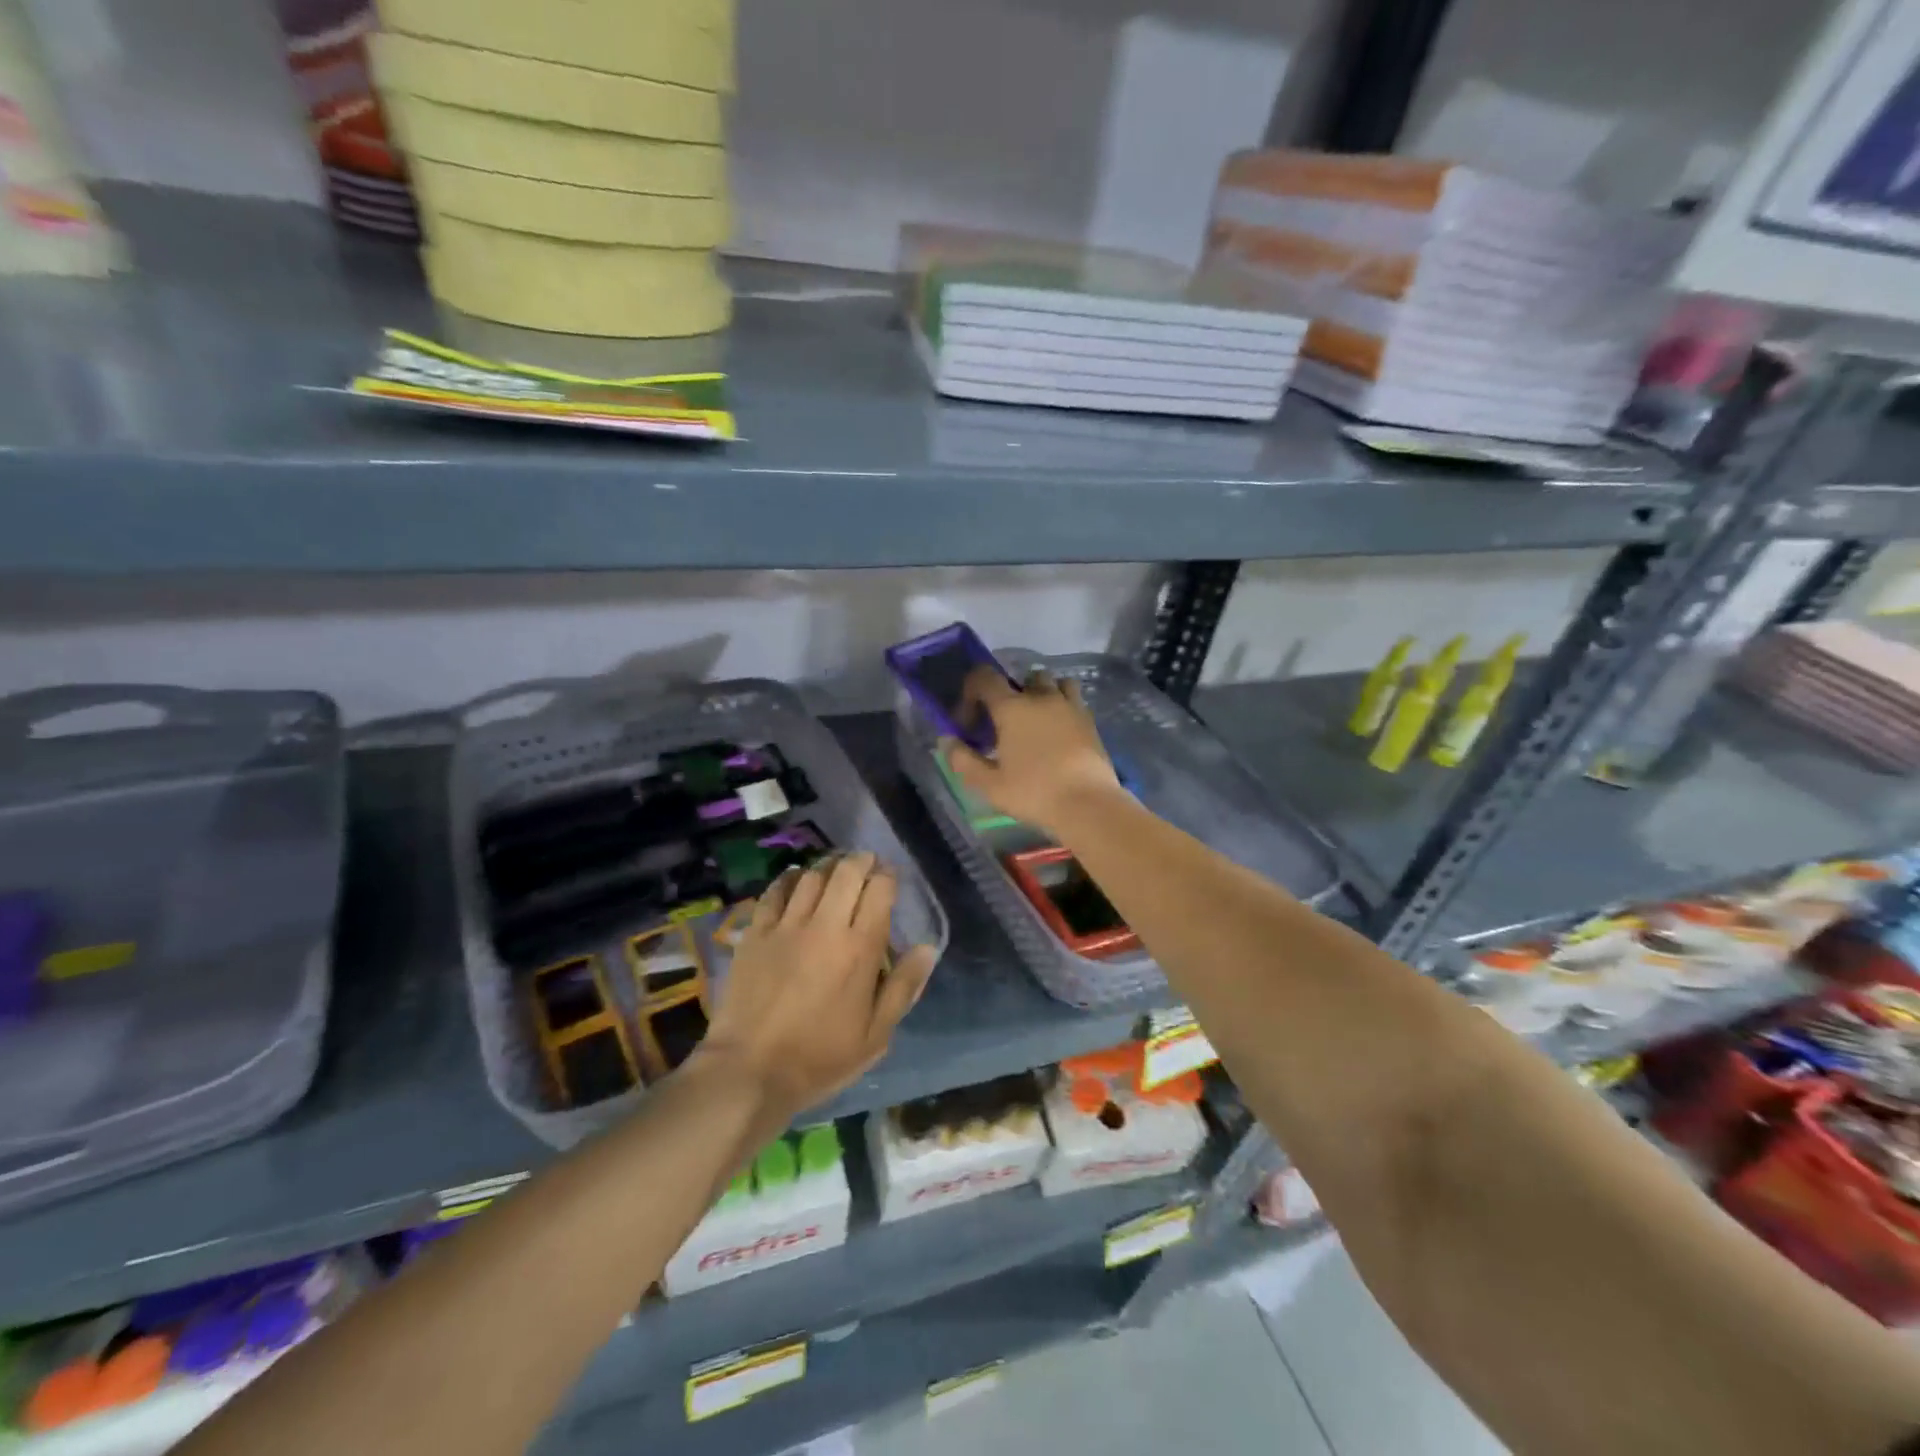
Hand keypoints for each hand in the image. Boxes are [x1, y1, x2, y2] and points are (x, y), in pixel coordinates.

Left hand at [695, 852, 935, 1121]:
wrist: (749, 1071)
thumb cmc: (819, 1058)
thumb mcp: (875, 1036)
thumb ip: (903, 987)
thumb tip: (927, 948)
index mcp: (859, 949)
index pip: (879, 891)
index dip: (888, 877)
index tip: (890, 879)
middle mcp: (825, 926)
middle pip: (846, 872)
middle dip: (861, 861)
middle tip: (866, 865)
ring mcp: (786, 926)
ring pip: (812, 876)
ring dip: (828, 867)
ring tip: (835, 871)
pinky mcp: (755, 933)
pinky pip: (775, 891)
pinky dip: (790, 879)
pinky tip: (796, 881)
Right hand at [944, 666, 1122, 835]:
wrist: (1088, 804)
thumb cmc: (1034, 793)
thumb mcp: (989, 784)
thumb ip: (963, 760)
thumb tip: (947, 740)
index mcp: (1012, 708)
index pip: (985, 677)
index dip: (971, 692)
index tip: (969, 721)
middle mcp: (1041, 697)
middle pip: (1022, 677)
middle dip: (1009, 693)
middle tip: (1004, 723)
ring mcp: (1070, 706)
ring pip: (1053, 682)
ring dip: (1041, 692)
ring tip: (1035, 719)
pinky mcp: (1090, 720)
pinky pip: (1073, 699)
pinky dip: (1062, 705)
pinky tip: (1058, 731)